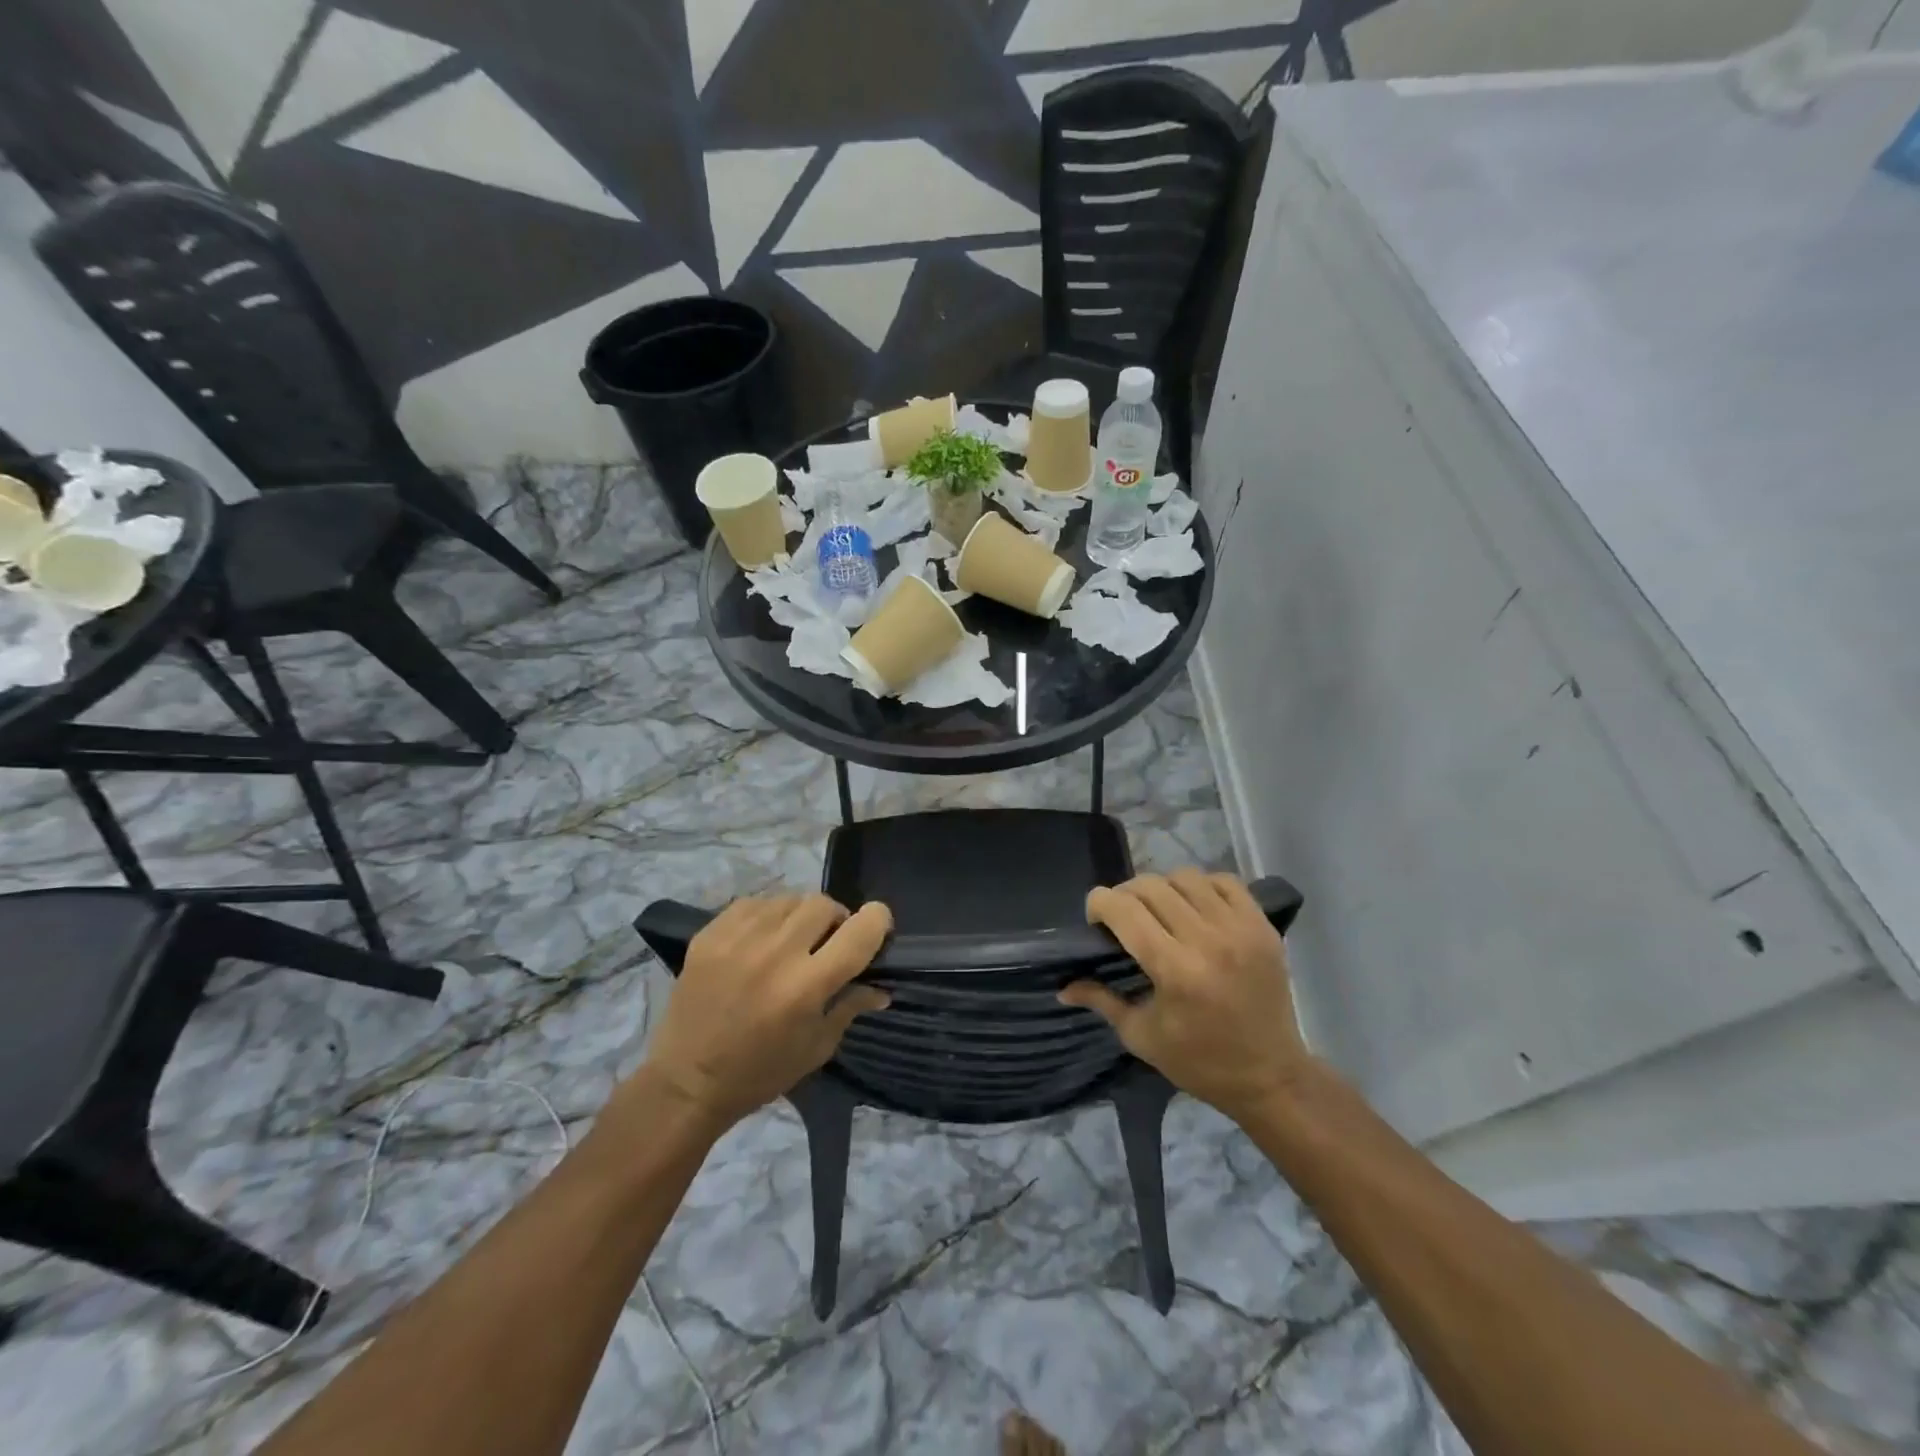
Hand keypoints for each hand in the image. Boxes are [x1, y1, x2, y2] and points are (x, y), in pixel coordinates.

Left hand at [639, 895, 892, 1132]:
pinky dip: (767, 915)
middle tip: (827, 943)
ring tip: (791, 940)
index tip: (876, 928)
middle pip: (824, 905)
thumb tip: (882, 987)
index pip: (860, 930)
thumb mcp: (816, 1048)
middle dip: (835, 920)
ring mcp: (738, 938)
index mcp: (806, 986)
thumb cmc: (760, 1073)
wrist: (686, 1082)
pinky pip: (754, 903)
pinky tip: (761, 939)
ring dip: (800, 916)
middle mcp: (775, 953)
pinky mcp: (710, 933)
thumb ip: (850, 1006)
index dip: (877, 921)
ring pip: (789, 899)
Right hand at [1060, 871, 1309, 1121]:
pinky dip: (1203, 886)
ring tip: (1160, 910)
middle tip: (1124, 917)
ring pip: (1186, 878)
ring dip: (1163, 888)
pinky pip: (1225, 881)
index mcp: (1174, 970)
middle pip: (1151, 887)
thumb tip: (1062, 988)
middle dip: (1125, 895)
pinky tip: (1195, 907)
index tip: (1096, 918)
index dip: (1099, 903)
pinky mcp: (1263, 927)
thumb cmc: (1199, 1062)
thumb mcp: (1141, 1036)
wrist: (1271, 1076)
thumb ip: (1101, 1000)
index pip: (1123, 910)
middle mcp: (1207, 941)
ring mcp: (1240, 930)